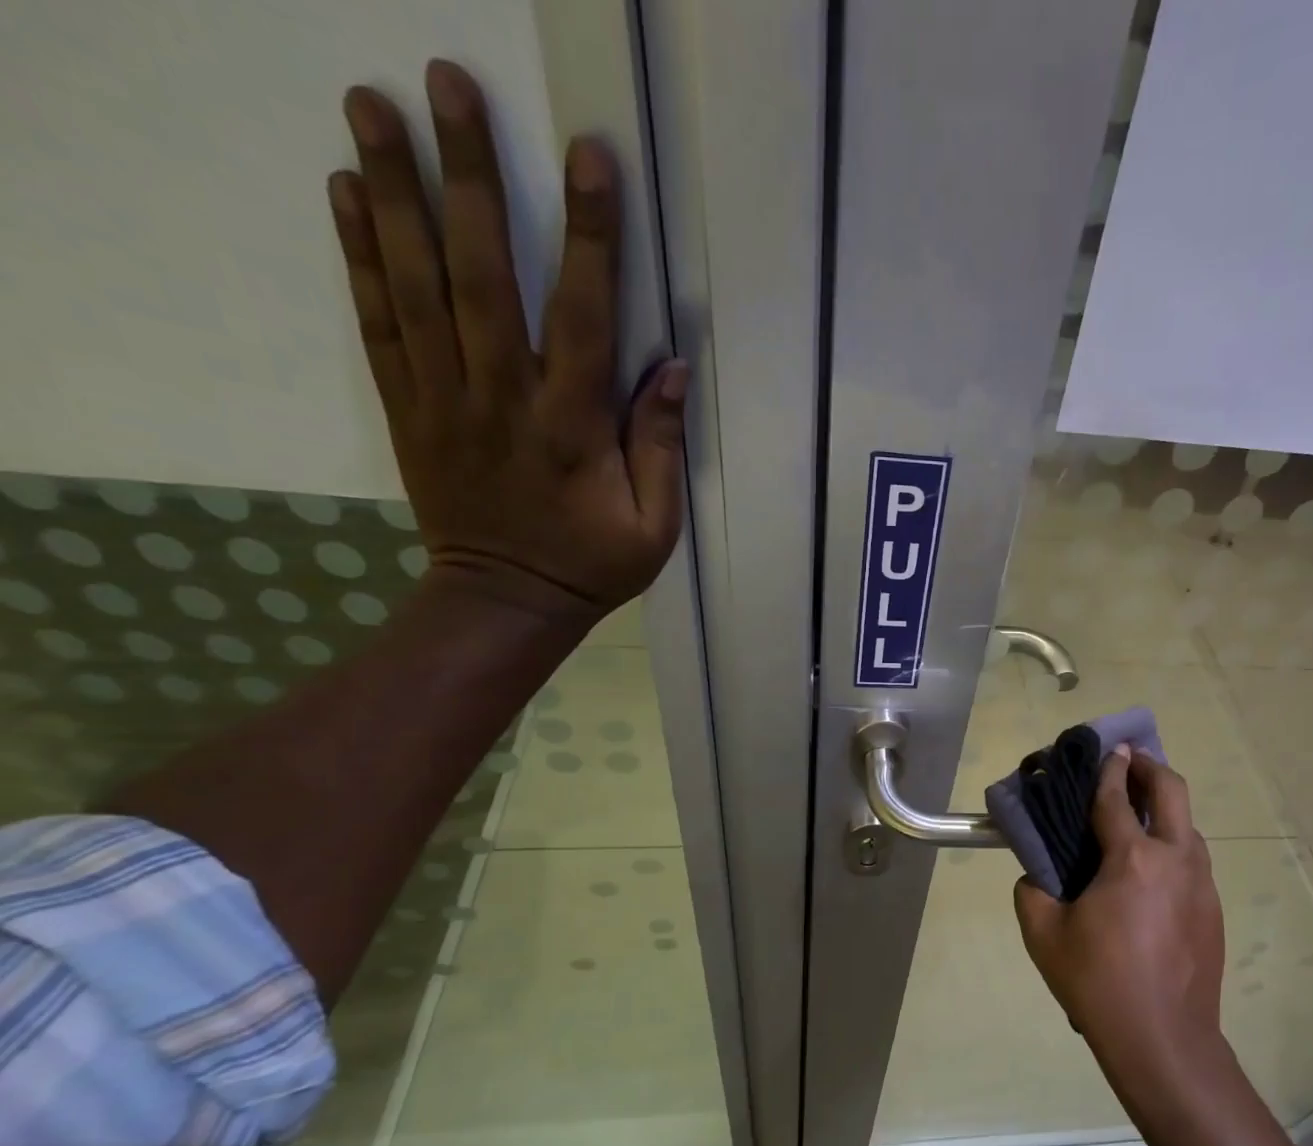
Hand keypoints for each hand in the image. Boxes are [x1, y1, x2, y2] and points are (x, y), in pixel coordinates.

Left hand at [328, 60, 684, 621]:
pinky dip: (358, 257)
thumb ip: (661, 447)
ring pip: (417, 286)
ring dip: (394, 192)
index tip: (588, 158)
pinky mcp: (408, 408)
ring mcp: (445, 400)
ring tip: (372, 102)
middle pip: (483, 277)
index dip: (589, 239)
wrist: (507, 602)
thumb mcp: (655, 525)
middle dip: (470, 178)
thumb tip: (673, 370)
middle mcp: (503, 400)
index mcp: (572, 430)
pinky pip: (379, 325)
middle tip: (447, 82)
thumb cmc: (591, 565)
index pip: (584, 320)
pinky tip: (345, 192)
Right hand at [1013, 747, 1226, 1070]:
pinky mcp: (1213, 910)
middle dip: (1151, 767)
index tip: (1109, 747)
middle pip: (1172, 792)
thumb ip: (1032, 893)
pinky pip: (1193, 861)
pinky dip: (1173, 846)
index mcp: (1132, 859)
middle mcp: (1175, 860)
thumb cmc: (1099, 983)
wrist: (1164, 1040)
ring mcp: (1201, 885)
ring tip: (1139, 815)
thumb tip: (1037, 877)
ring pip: (1188, 827)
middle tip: (1132, 761)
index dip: (1110, 769)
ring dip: (1166, 808)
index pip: (1117, 798)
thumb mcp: (1044, 936)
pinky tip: (1152, 873)